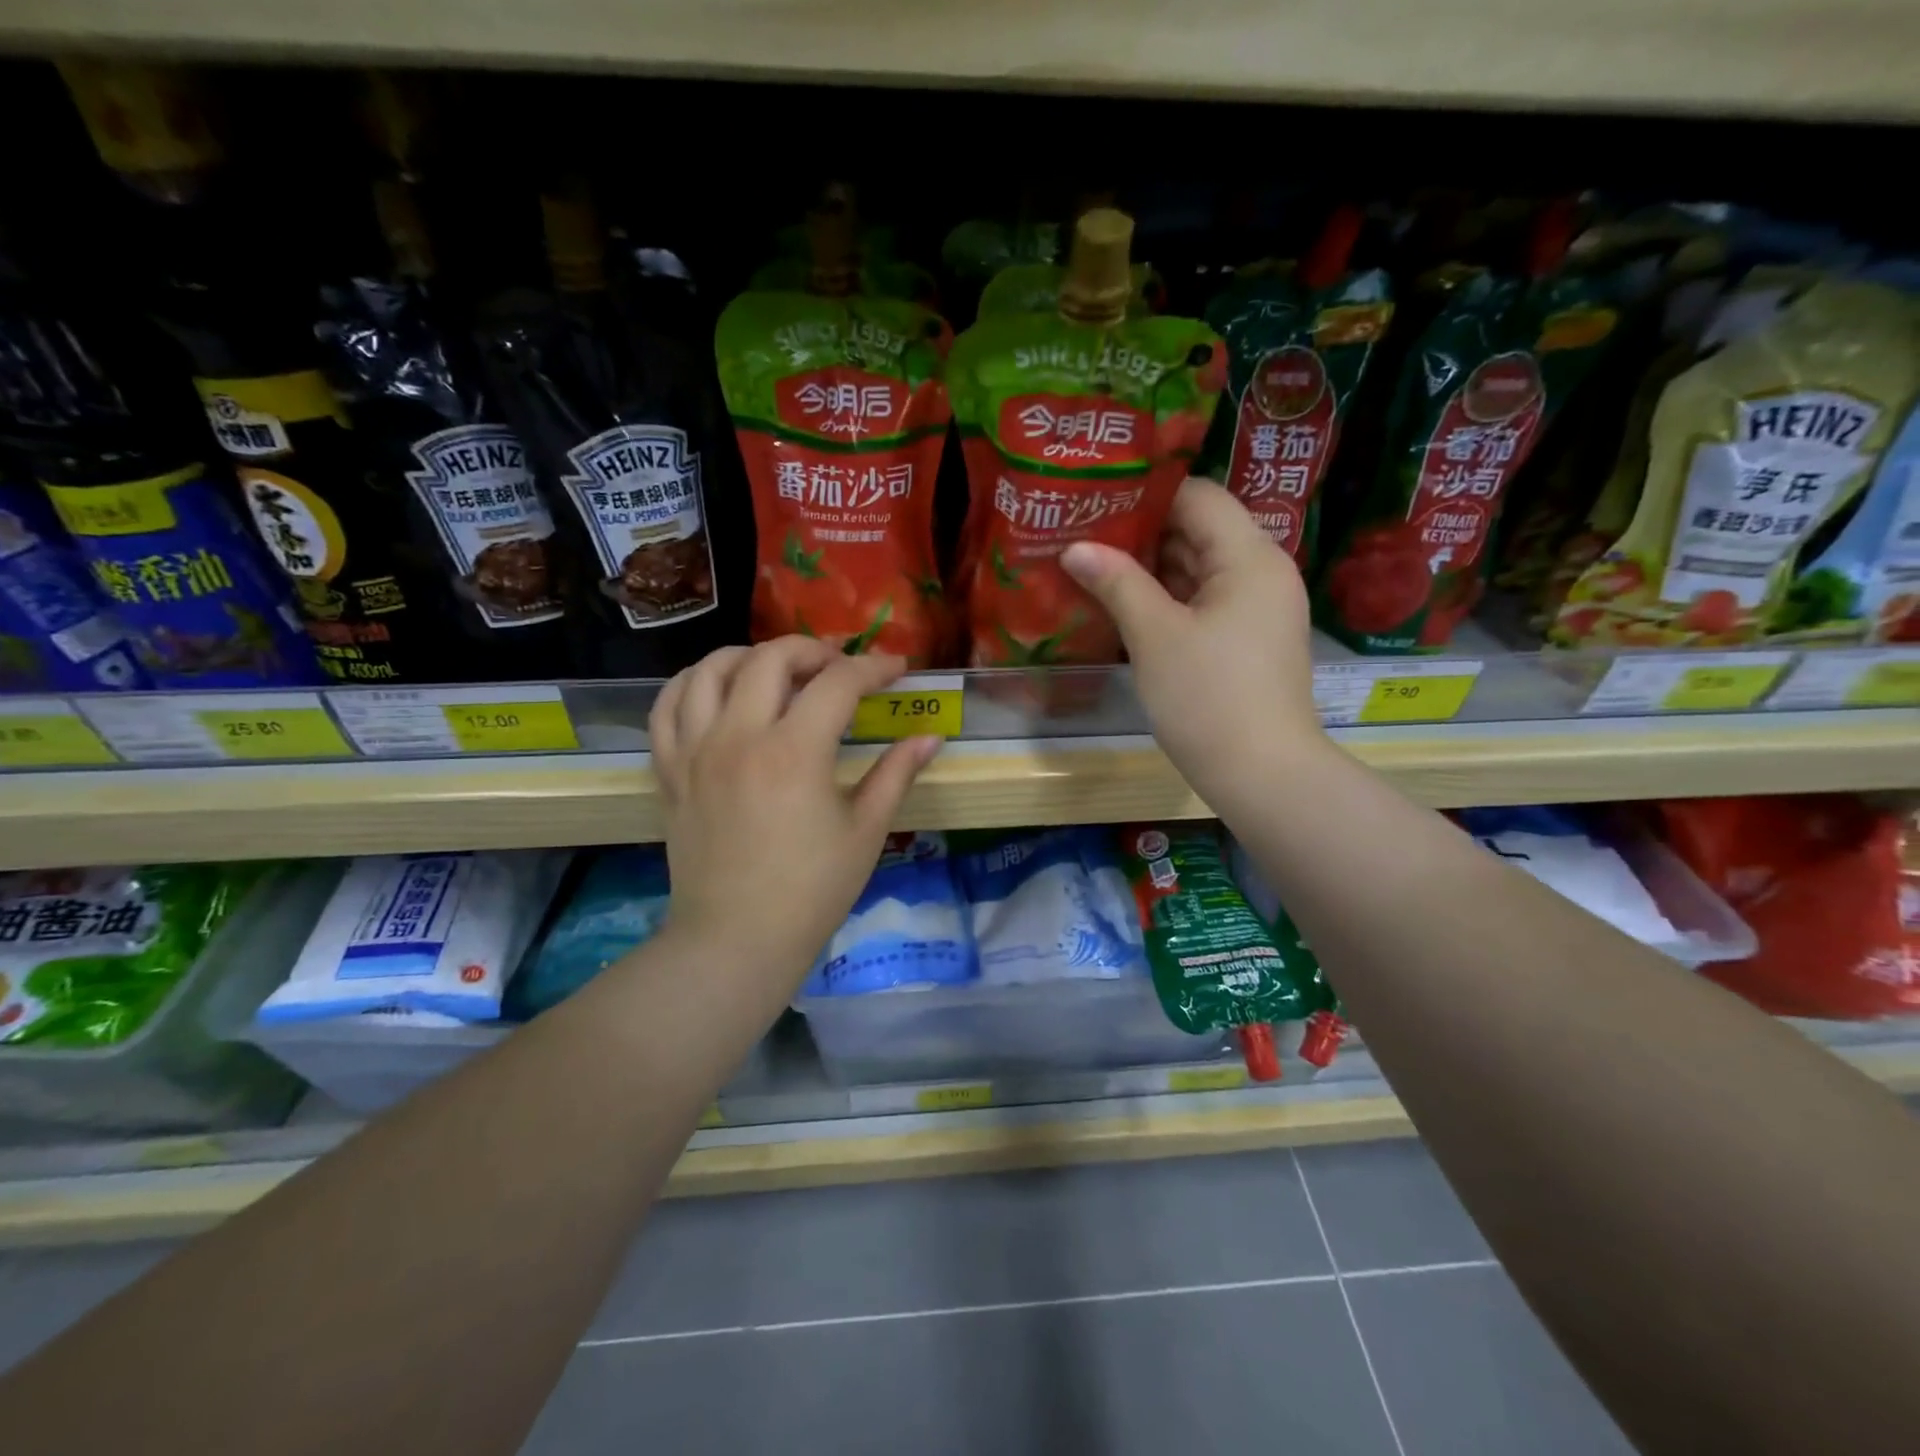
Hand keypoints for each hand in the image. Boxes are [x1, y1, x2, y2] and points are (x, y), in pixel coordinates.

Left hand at [648, 637, 941, 991]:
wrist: (735, 940)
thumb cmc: (811, 891)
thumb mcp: (865, 831)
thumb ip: (897, 774)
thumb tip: (930, 738)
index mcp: (794, 752)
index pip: (838, 683)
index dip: (873, 668)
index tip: (896, 669)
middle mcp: (739, 737)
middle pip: (770, 658)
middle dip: (813, 649)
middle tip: (839, 667)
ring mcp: (695, 751)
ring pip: (710, 670)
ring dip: (750, 656)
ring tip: (778, 670)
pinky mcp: (671, 771)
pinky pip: (668, 707)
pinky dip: (691, 683)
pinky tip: (716, 689)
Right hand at [1061, 478, 1326, 807]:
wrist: (1262, 774)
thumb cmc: (1208, 697)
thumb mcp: (1154, 636)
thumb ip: (1116, 582)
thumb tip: (1075, 547)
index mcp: (1250, 557)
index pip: (1199, 497)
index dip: (1148, 494)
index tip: (1098, 500)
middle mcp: (1263, 572)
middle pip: (1201, 530)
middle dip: (1143, 532)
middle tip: (1085, 533)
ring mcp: (1259, 609)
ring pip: (1201, 569)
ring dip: (1152, 568)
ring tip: (1095, 564)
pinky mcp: (1249, 640)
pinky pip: (1206, 602)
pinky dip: (1170, 599)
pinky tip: (1126, 604)